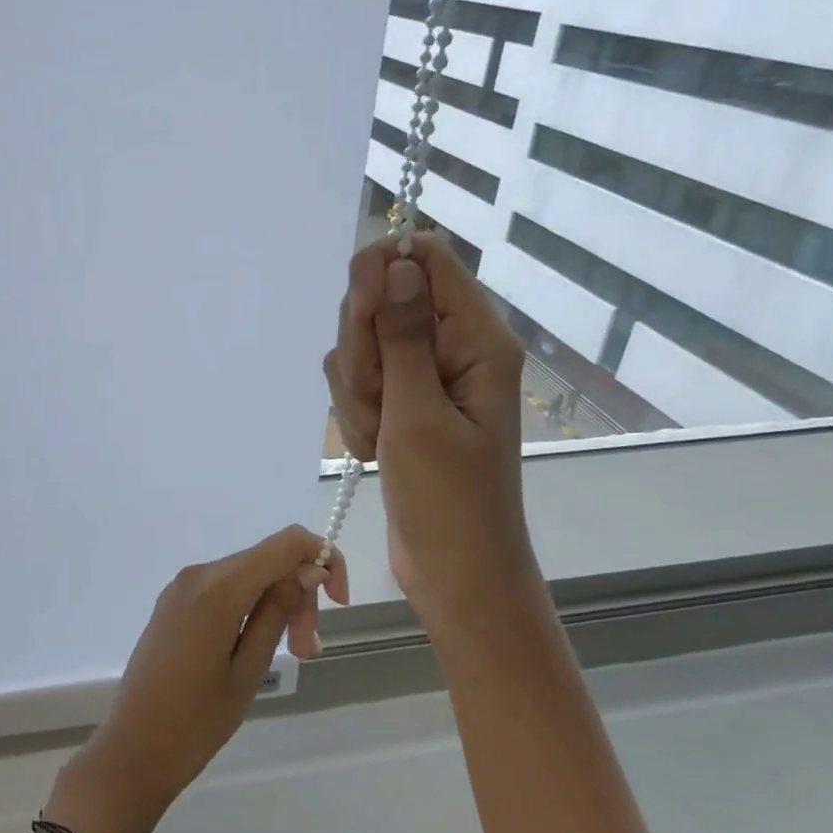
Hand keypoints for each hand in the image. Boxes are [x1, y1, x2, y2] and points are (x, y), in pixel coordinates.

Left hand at [50, 526, 347, 832]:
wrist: (132, 751)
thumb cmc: (195, 722)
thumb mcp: (249, 668)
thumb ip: (278, 611)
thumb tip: (309, 569)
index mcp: (218, 587)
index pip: (286, 543)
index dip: (323, 559)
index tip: (338, 604)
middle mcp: (198, 574)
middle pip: (268, 561)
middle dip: (298, 595)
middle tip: (308, 652)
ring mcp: (181, 586)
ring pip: (248, 575)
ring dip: (276, 604)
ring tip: (290, 655)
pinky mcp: (174, 603)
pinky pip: (224, 588)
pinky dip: (249, 606)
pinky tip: (255, 645)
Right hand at [322, 234, 535, 628]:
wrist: (452, 572)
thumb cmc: (448, 500)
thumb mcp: (418, 414)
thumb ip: (403, 336)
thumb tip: (399, 263)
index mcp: (476, 339)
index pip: (426, 259)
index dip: (382, 272)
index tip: (362, 315)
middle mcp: (450, 347)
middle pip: (382, 300)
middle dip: (364, 351)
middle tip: (381, 403)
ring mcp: (421, 377)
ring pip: (361, 345)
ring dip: (356, 392)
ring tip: (382, 438)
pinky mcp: (399, 403)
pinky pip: (356, 382)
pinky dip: (356, 415)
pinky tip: (375, 449)